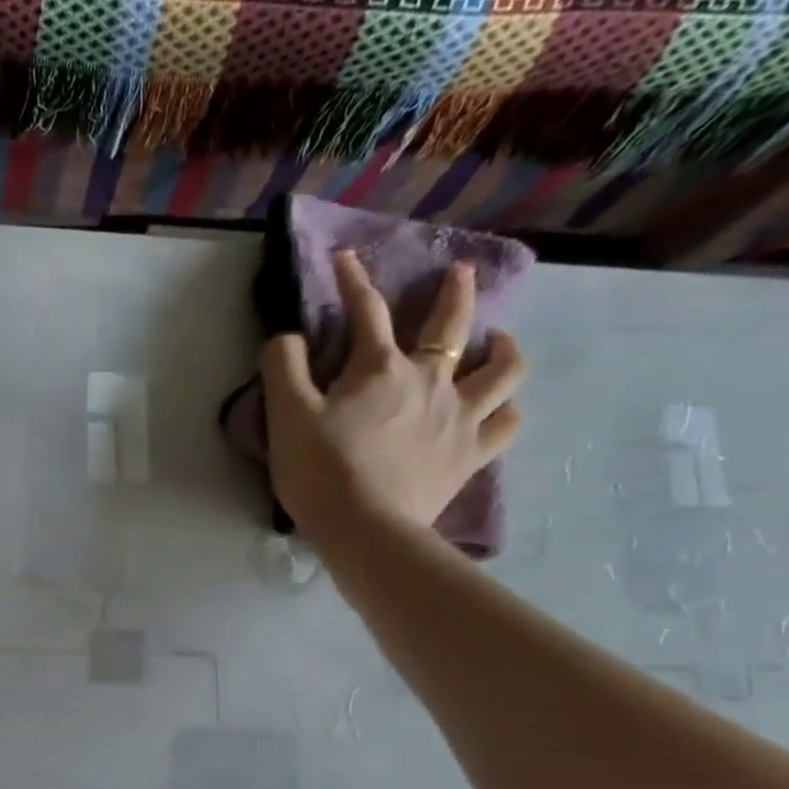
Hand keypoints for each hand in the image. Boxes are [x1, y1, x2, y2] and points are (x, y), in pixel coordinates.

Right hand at [260, 250, 526, 547]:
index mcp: (380, 369)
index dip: (354, 281)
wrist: (365, 530)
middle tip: (459, 274)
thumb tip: (288, 338)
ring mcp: (459, 418)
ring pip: (501, 370)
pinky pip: (505, 424)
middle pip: (452, 325)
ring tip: (496, 341)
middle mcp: (430, 381)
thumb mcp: (285, 416)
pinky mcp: (470, 455)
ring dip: (502, 348)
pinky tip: (499, 408)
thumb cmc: (320, 471)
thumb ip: (283, 366)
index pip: (366, 311)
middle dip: (454, 293)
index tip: (347, 258)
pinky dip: (505, 410)